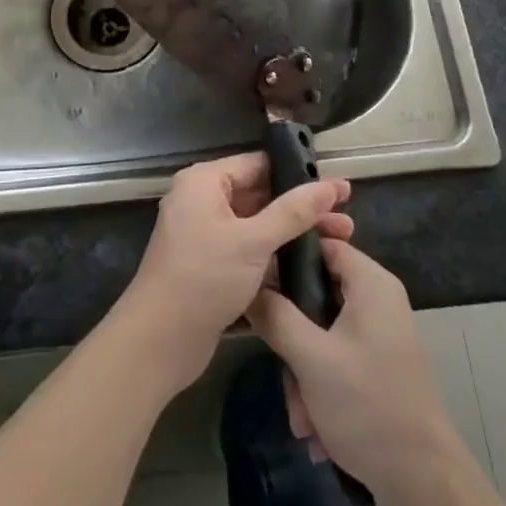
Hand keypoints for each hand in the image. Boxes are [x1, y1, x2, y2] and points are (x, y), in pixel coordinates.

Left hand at [111, 152, 351, 394]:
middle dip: (302, 208)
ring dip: (294, 234)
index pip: (258, 164)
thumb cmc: (203, 277)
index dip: (298, 173)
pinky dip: (277, 256)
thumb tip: (329, 185)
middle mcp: (203, 202)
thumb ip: (293, 212)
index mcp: (204, 182)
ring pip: (258, 226)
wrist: (159, 341)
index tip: (337, 186)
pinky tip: (312, 266)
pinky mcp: (212, 267)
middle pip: (261, 195)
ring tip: (341, 242)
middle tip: (346, 219)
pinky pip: (250, 251)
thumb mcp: (252, 241)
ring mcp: (206, 236)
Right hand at [245, 238, 470, 505]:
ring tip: (302, 418)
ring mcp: (378, 335)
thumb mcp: (311, 358)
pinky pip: (336, 360)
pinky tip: (314, 429)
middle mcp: (377, 300)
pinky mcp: (377, 367)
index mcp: (370, 283)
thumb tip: (247, 285)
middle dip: (292, 336)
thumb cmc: (368, 406)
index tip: (255, 279)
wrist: (424, 486)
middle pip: (316, 293)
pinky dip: (320, 389)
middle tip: (280, 366)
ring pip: (321, 333)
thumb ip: (275, 315)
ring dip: (303, 373)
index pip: (321, 243)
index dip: (286, 257)